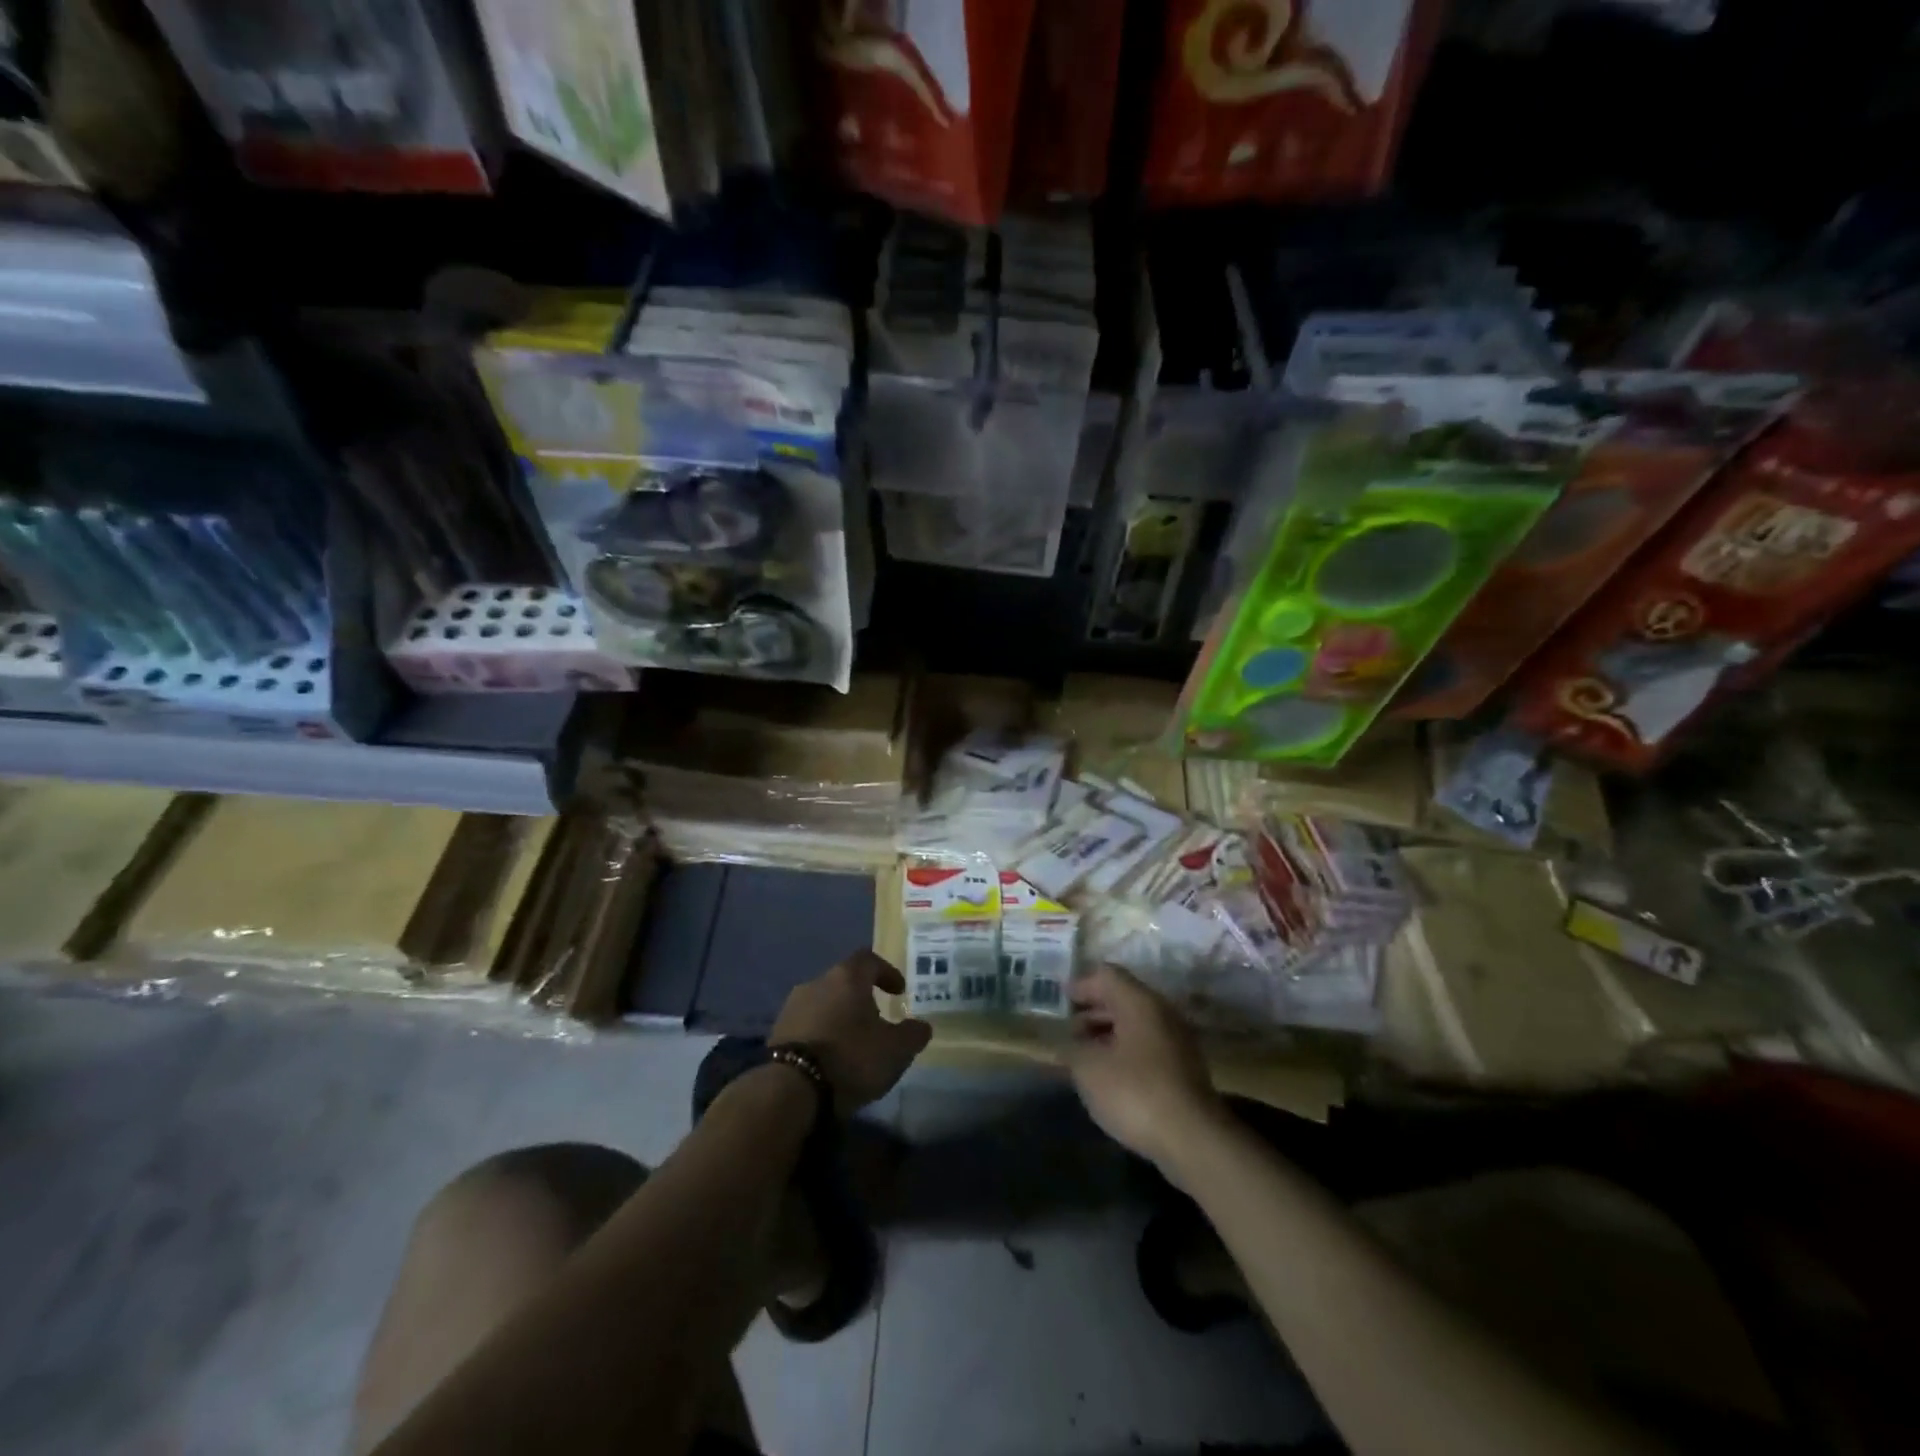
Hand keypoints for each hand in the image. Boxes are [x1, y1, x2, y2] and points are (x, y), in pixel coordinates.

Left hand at [771, 949, 931, 1112]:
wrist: (791, 1089)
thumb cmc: (850, 1058)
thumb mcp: (895, 1050)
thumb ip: (913, 1034)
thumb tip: (923, 1026)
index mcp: (847, 978)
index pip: (869, 959)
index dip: (887, 972)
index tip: (899, 991)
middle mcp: (817, 982)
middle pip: (844, 981)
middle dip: (862, 997)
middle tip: (877, 1019)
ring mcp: (792, 1006)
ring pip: (824, 1002)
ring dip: (840, 1015)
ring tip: (853, 1041)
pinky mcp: (777, 1031)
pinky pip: (807, 1023)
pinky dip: (822, 1033)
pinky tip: (830, 1056)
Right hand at [1065, 964, 1224, 1171]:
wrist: (1192, 1139)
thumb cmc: (1134, 1092)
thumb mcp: (1089, 1068)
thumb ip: (1072, 1047)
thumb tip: (1066, 1042)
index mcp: (1140, 1002)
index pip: (1107, 975)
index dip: (1080, 985)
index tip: (1059, 1001)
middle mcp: (1162, 1012)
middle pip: (1122, 997)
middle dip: (1092, 1010)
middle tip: (1067, 1029)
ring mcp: (1177, 1040)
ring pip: (1135, 1023)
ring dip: (1107, 1033)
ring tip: (1083, 1054)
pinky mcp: (1183, 1068)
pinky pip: (1147, 1045)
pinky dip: (1124, 1050)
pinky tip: (1108, 1075)